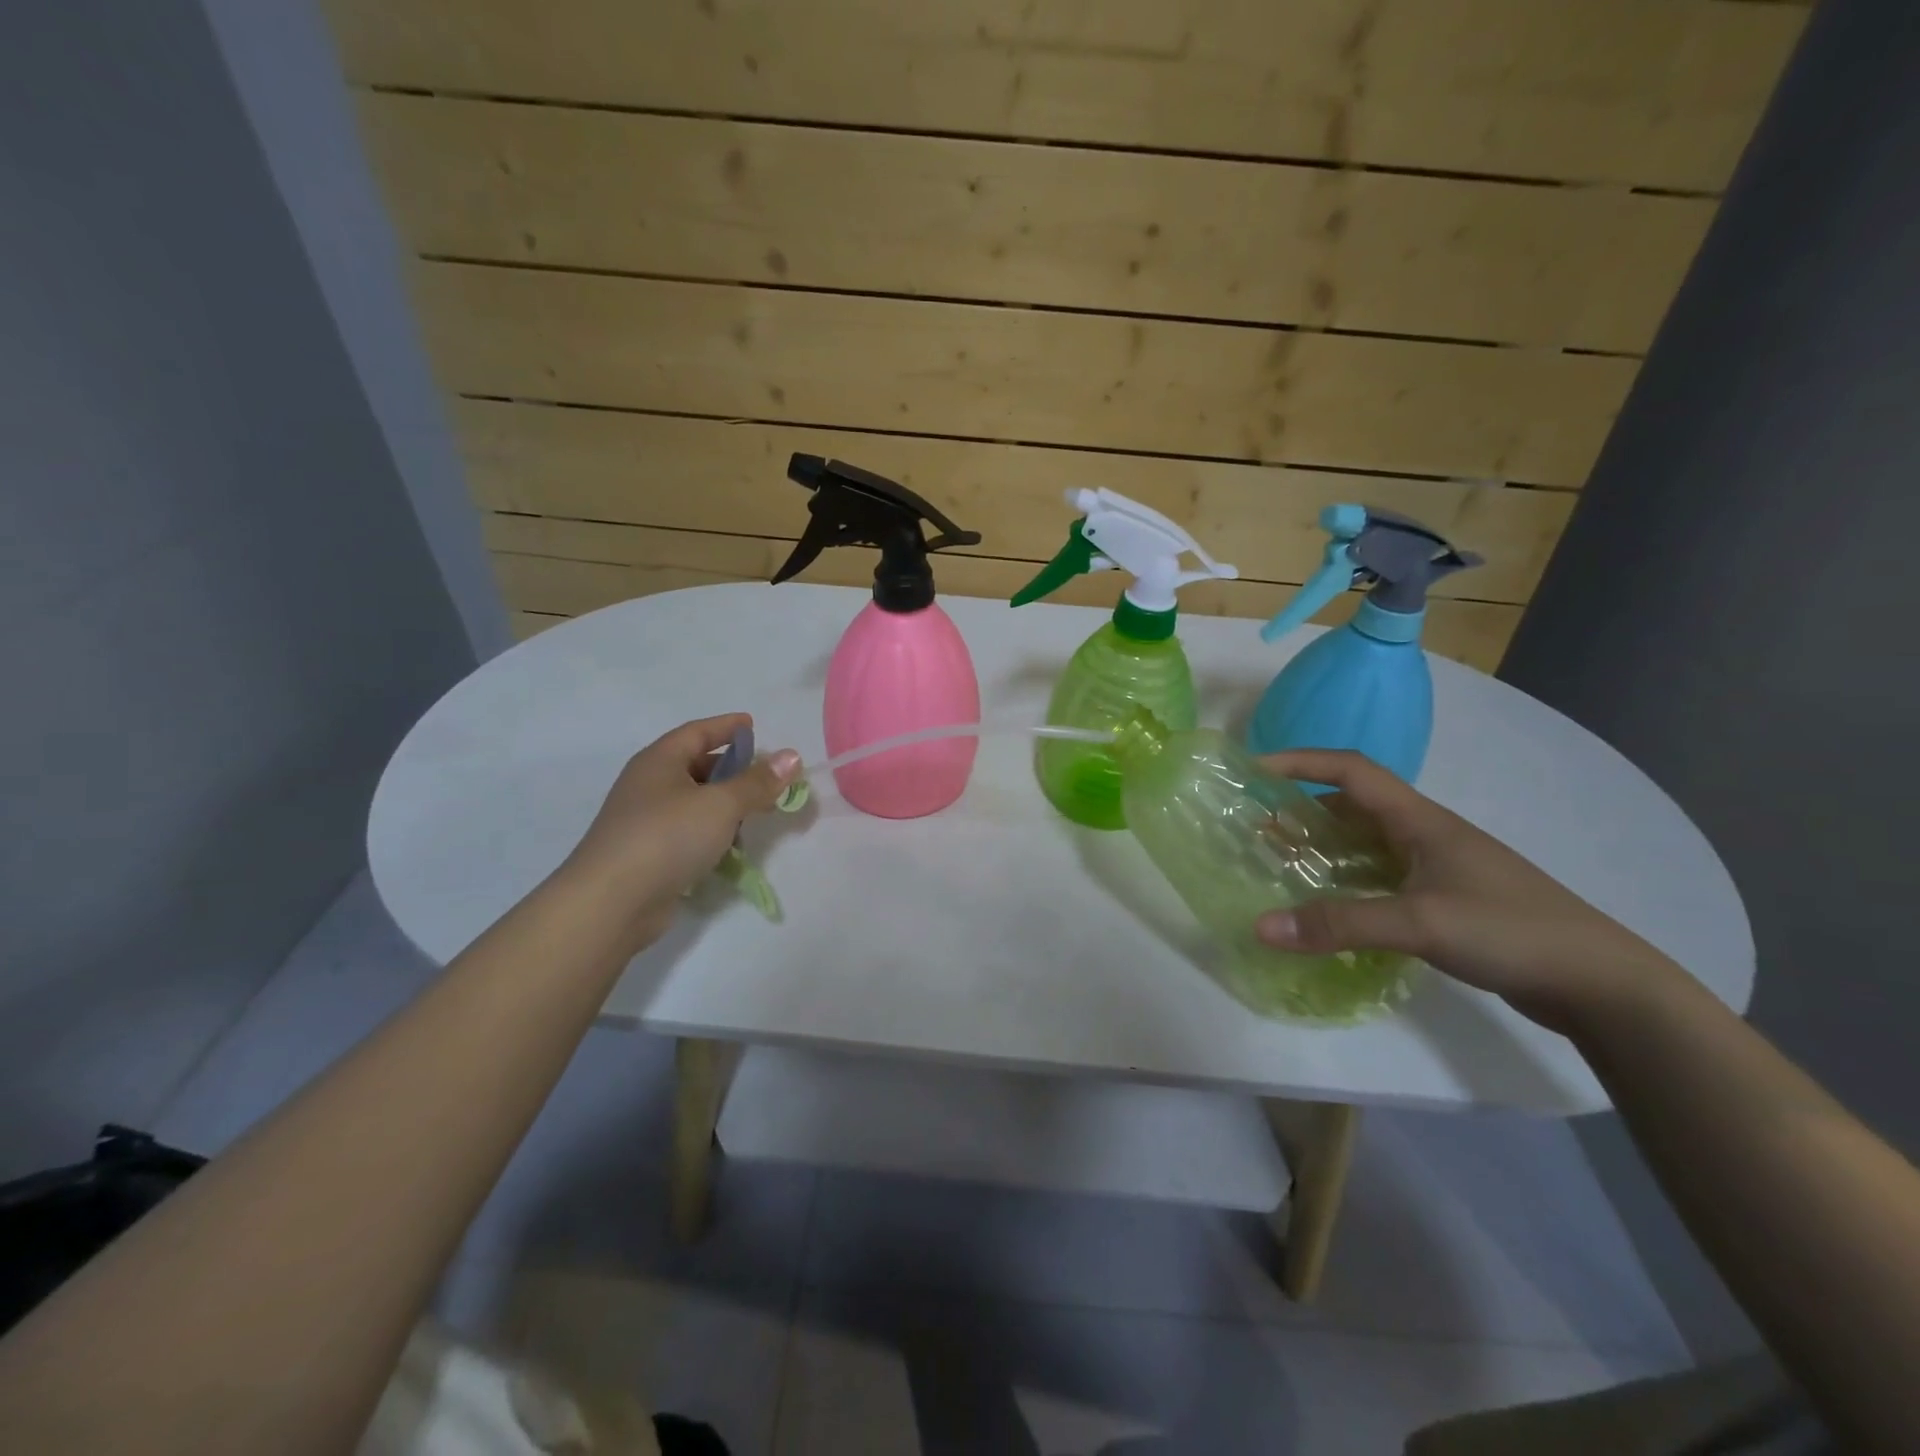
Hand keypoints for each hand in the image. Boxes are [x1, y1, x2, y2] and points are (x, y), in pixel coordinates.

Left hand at [560, 714, 800, 952]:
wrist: (610, 902)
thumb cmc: (667, 837)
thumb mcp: (721, 804)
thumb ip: (758, 782)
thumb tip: (792, 757)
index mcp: (660, 761)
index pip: (697, 732)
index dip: (726, 727)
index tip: (752, 724)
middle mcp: (649, 785)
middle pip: (696, 766)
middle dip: (732, 770)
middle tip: (766, 777)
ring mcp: (645, 821)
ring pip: (694, 802)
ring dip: (725, 805)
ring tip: (755, 815)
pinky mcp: (648, 854)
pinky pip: (688, 832)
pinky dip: (711, 833)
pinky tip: (730, 848)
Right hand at [1253, 749, 1685, 1034]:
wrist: (1601, 982)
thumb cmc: (1511, 930)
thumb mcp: (1420, 923)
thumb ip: (1339, 924)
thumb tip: (1260, 926)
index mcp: (1420, 820)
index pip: (1351, 770)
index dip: (1301, 762)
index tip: (1254, 770)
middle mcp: (1423, 834)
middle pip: (1352, 806)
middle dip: (1302, 809)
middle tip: (1257, 828)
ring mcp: (1435, 867)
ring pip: (1365, 844)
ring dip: (1322, 847)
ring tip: (1280, 863)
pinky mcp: (1443, 900)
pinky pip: (1378, 878)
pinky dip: (1345, 882)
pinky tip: (1327, 907)